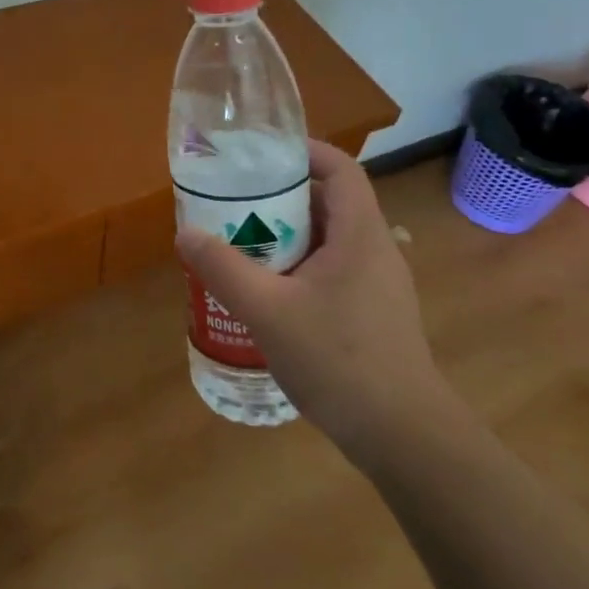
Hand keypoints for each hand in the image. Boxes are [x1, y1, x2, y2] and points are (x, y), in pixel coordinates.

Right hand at [175, 141, 457, 464]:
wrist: (403, 436)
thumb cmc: (338, 360)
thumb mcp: (267, 311)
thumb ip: (223, 268)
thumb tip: (185, 233)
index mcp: (360, 235)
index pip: (341, 169)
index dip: (305, 152)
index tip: (261, 154)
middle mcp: (376, 250)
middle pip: (331, 202)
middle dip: (283, 195)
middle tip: (236, 201)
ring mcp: (380, 285)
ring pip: (331, 240)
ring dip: (289, 234)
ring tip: (243, 243)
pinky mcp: (375, 314)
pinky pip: (334, 270)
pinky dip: (301, 266)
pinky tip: (270, 293)